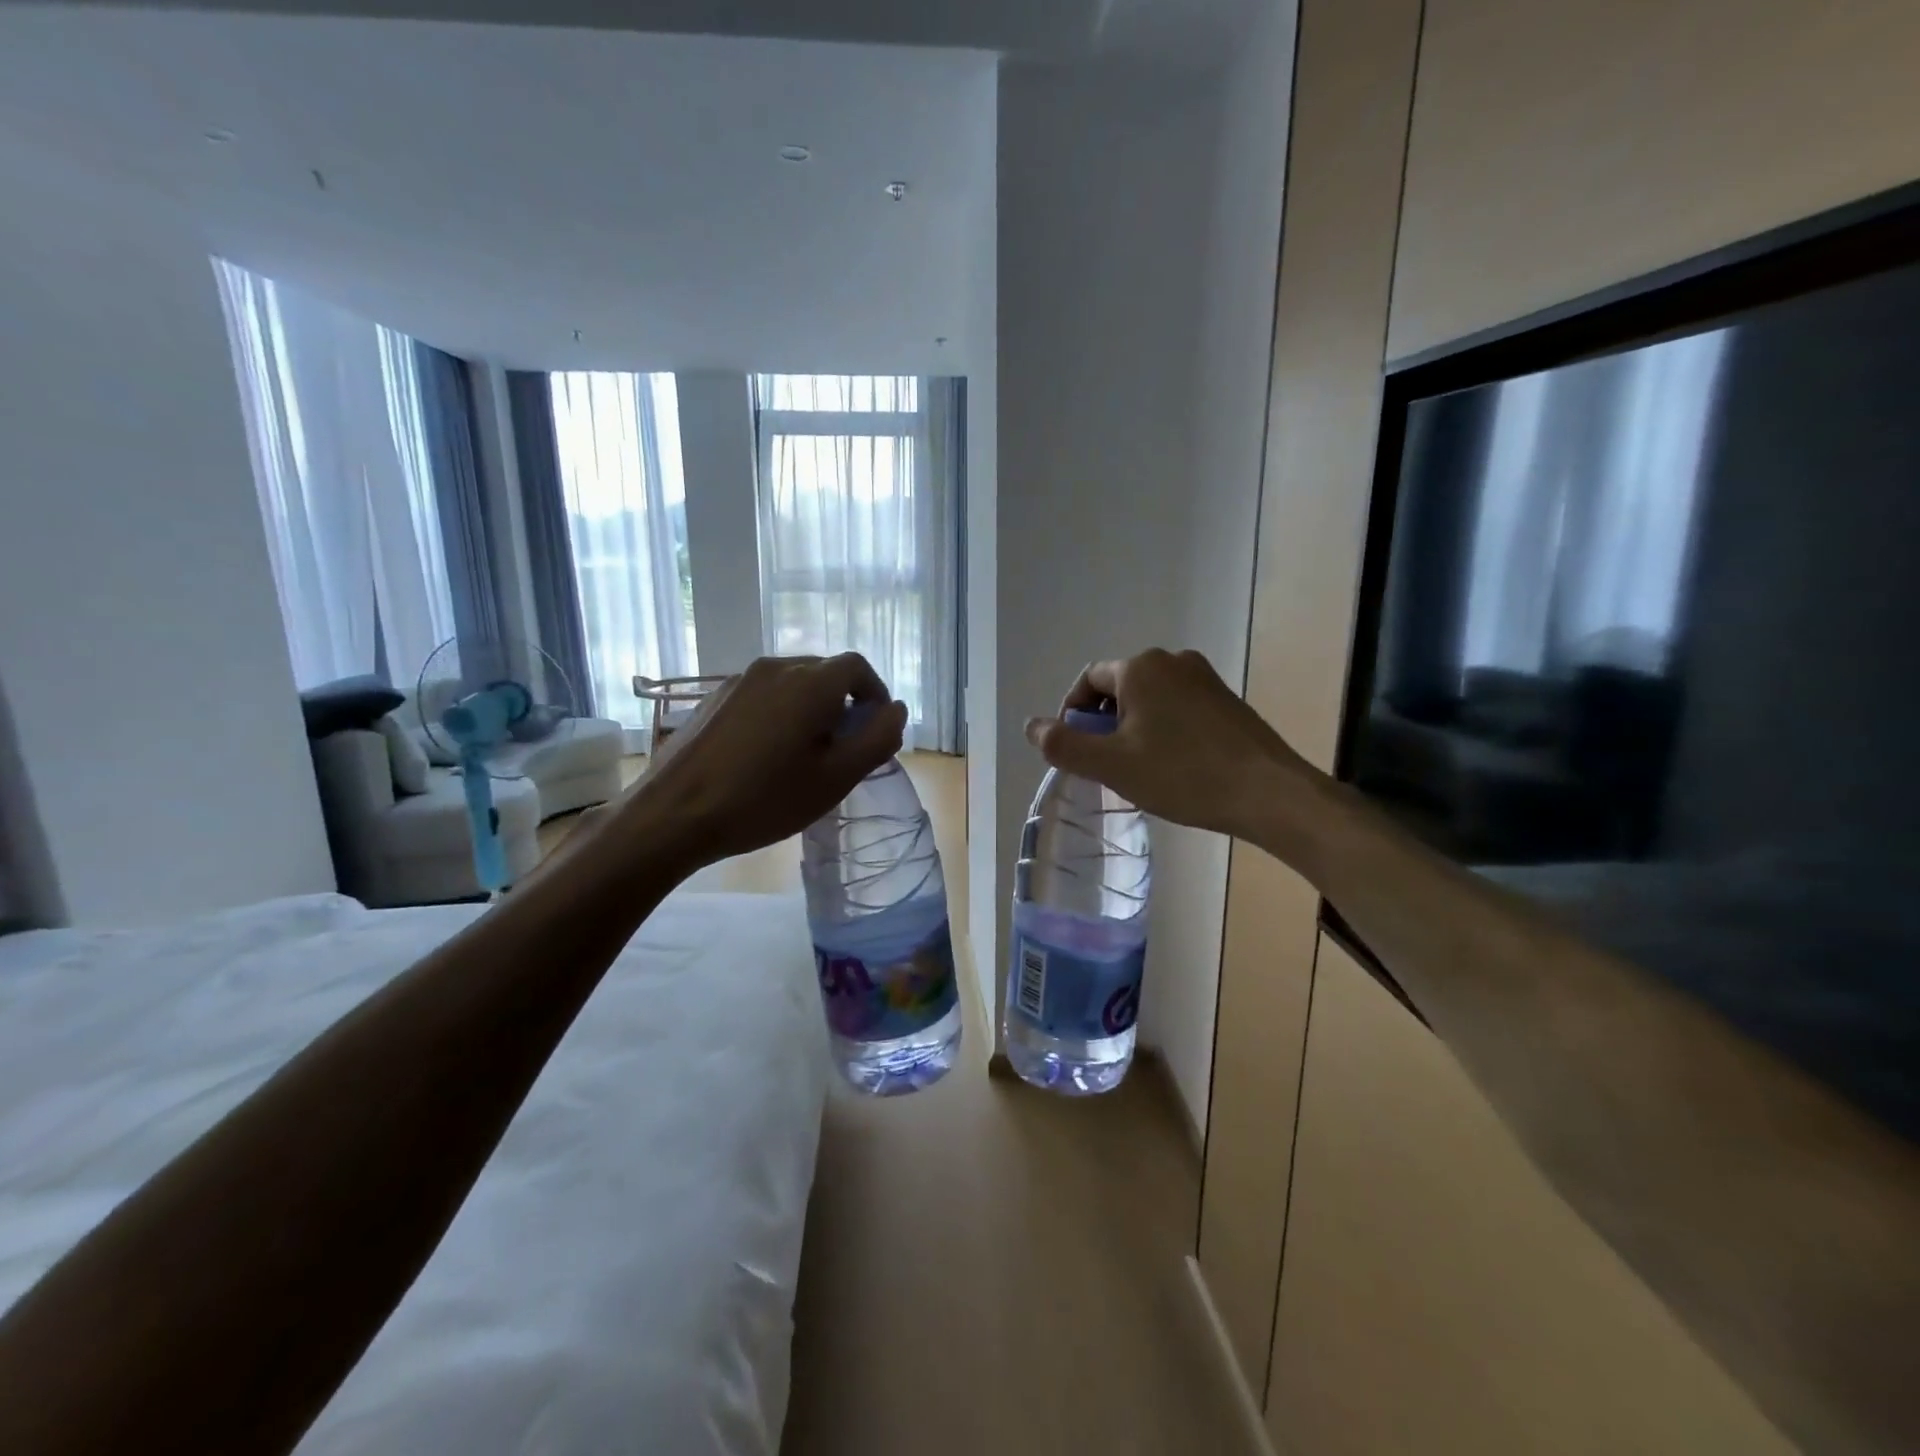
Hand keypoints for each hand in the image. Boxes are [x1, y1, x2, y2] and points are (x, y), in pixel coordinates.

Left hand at [610, 655, 906, 870]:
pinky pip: (762, 694)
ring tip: (803, 754)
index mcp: (810, 682)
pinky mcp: (714, 698)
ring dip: (810, 708)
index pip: (857, 667)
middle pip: (824, 672)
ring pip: (791, 683)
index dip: (874, 694)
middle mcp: (775, 668)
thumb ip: (877, 739)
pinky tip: (765, 754)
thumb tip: (896, 709)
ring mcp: (739, 680)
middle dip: (843, 703)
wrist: (675, 814)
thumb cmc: (765, 799)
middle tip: (842, 749)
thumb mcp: (836, 778)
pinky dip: (779, 713)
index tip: (874, 730)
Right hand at [1024, 648, 1326, 843]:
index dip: (1073, 714)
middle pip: (1119, 688)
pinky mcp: (1226, 700)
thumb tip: (1031, 725)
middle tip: (1106, 765)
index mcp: (1140, 668)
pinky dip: (1163, 730)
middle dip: (1104, 723)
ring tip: (1139, 769)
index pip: (1088, 681)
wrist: (1267, 792)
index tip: (1077, 750)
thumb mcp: (1111, 765)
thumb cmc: (1181, 774)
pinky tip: (1174, 765)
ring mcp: (1204, 678)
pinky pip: (1178, 708)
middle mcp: (1172, 661)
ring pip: (1150, 699)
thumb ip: (1064, 744)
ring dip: (1133, 728)